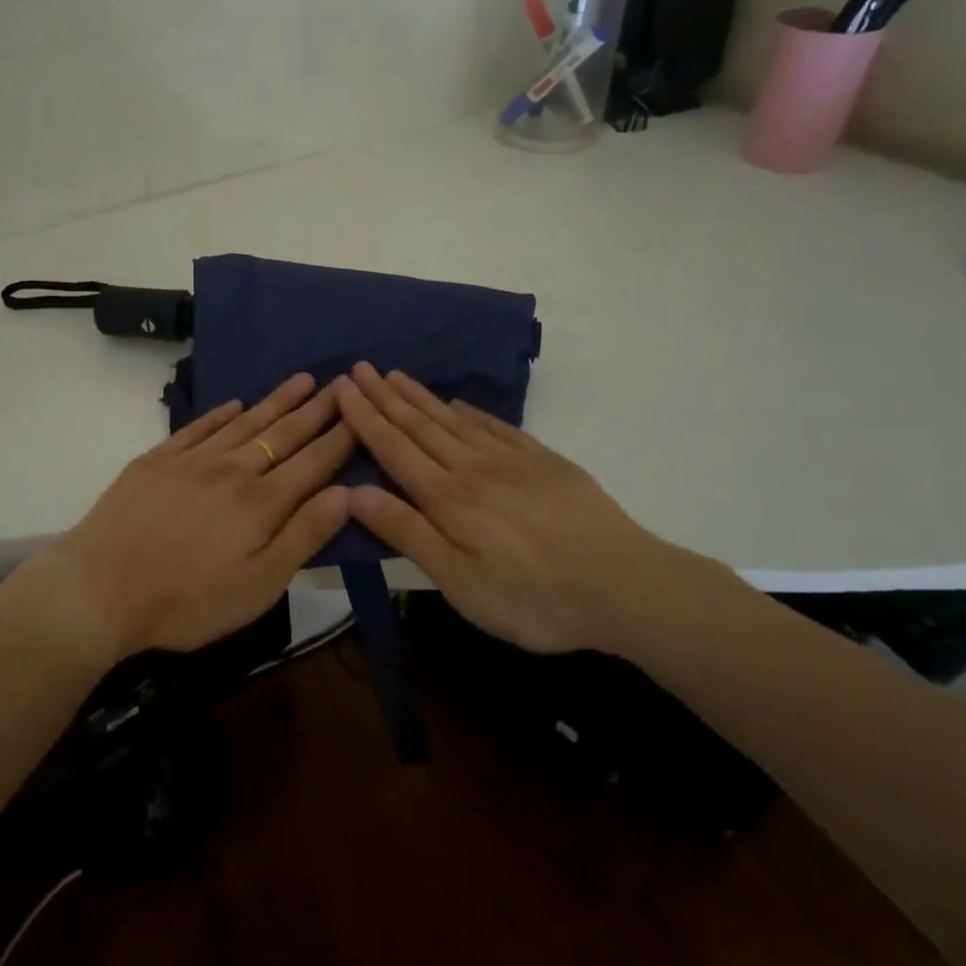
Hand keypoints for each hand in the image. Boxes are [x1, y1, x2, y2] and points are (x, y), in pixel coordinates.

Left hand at [24, 373, 355, 660]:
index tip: (361, 410)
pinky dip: (220, 414)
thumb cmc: (188, 601)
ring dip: (276, 401)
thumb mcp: (259, 586)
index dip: (340, 436)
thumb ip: (304, 536)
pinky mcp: (158, 460)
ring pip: (245, 422)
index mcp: (262, 502)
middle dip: (316, 409)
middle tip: (342, 381)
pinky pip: (198, 428)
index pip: (313, 461)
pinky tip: (235, 404)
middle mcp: (234, 469)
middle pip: (283, 434)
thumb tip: (346, 493)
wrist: (100, 588)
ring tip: (302, 380)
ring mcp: (193, 460)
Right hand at [336, 363, 724, 656]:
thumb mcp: (459, 581)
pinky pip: (496, 426)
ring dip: (420, 397)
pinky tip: (459, 403)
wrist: (623, 585)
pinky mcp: (544, 461)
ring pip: (453, 420)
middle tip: (360, 367)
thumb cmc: (532, 597)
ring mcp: (511, 460)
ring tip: (395, 375)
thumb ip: (407, 533)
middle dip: (385, 397)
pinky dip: (471, 412)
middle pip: (420, 425)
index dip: (365, 418)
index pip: (394, 448)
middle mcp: (472, 467)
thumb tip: (353, 492)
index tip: (342, 387)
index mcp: (447, 498)